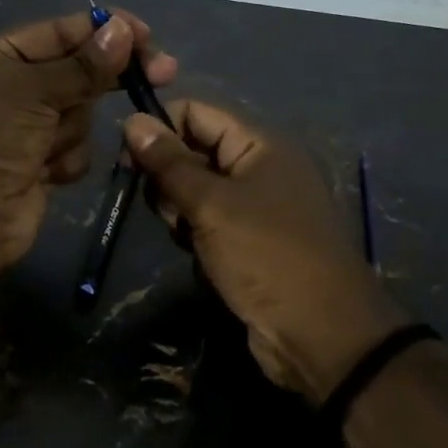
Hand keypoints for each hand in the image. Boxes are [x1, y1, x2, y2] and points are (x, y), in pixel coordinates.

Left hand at [0, 9, 176, 291]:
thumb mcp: (31, 92)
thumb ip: (83, 65)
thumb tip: (123, 30)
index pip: (60, 32)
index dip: (104, 30)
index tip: (146, 35)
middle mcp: (12, 88)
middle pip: (78, 70)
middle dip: (106, 78)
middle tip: (162, 73)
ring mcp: (28, 128)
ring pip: (81, 112)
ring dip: (71, 129)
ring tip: (45, 148)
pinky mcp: (42, 163)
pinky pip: (76, 148)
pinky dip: (66, 159)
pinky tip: (46, 172)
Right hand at [124, 101, 403, 400]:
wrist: (320, 334)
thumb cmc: (266, 255)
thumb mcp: (211, 205)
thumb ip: (170, 163)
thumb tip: (133, 119)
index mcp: (261, 145)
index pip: (198, 114)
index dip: (160, 128)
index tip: (127, 157)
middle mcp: (261, 168)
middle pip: (196, 152)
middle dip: (169, 176)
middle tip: (166, 209)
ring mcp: (258, 207)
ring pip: (198, 191)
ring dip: (180, 210)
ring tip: (185, 236)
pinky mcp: (252, 241)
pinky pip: (210, 222)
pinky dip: (196, 234)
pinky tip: (196, 255)